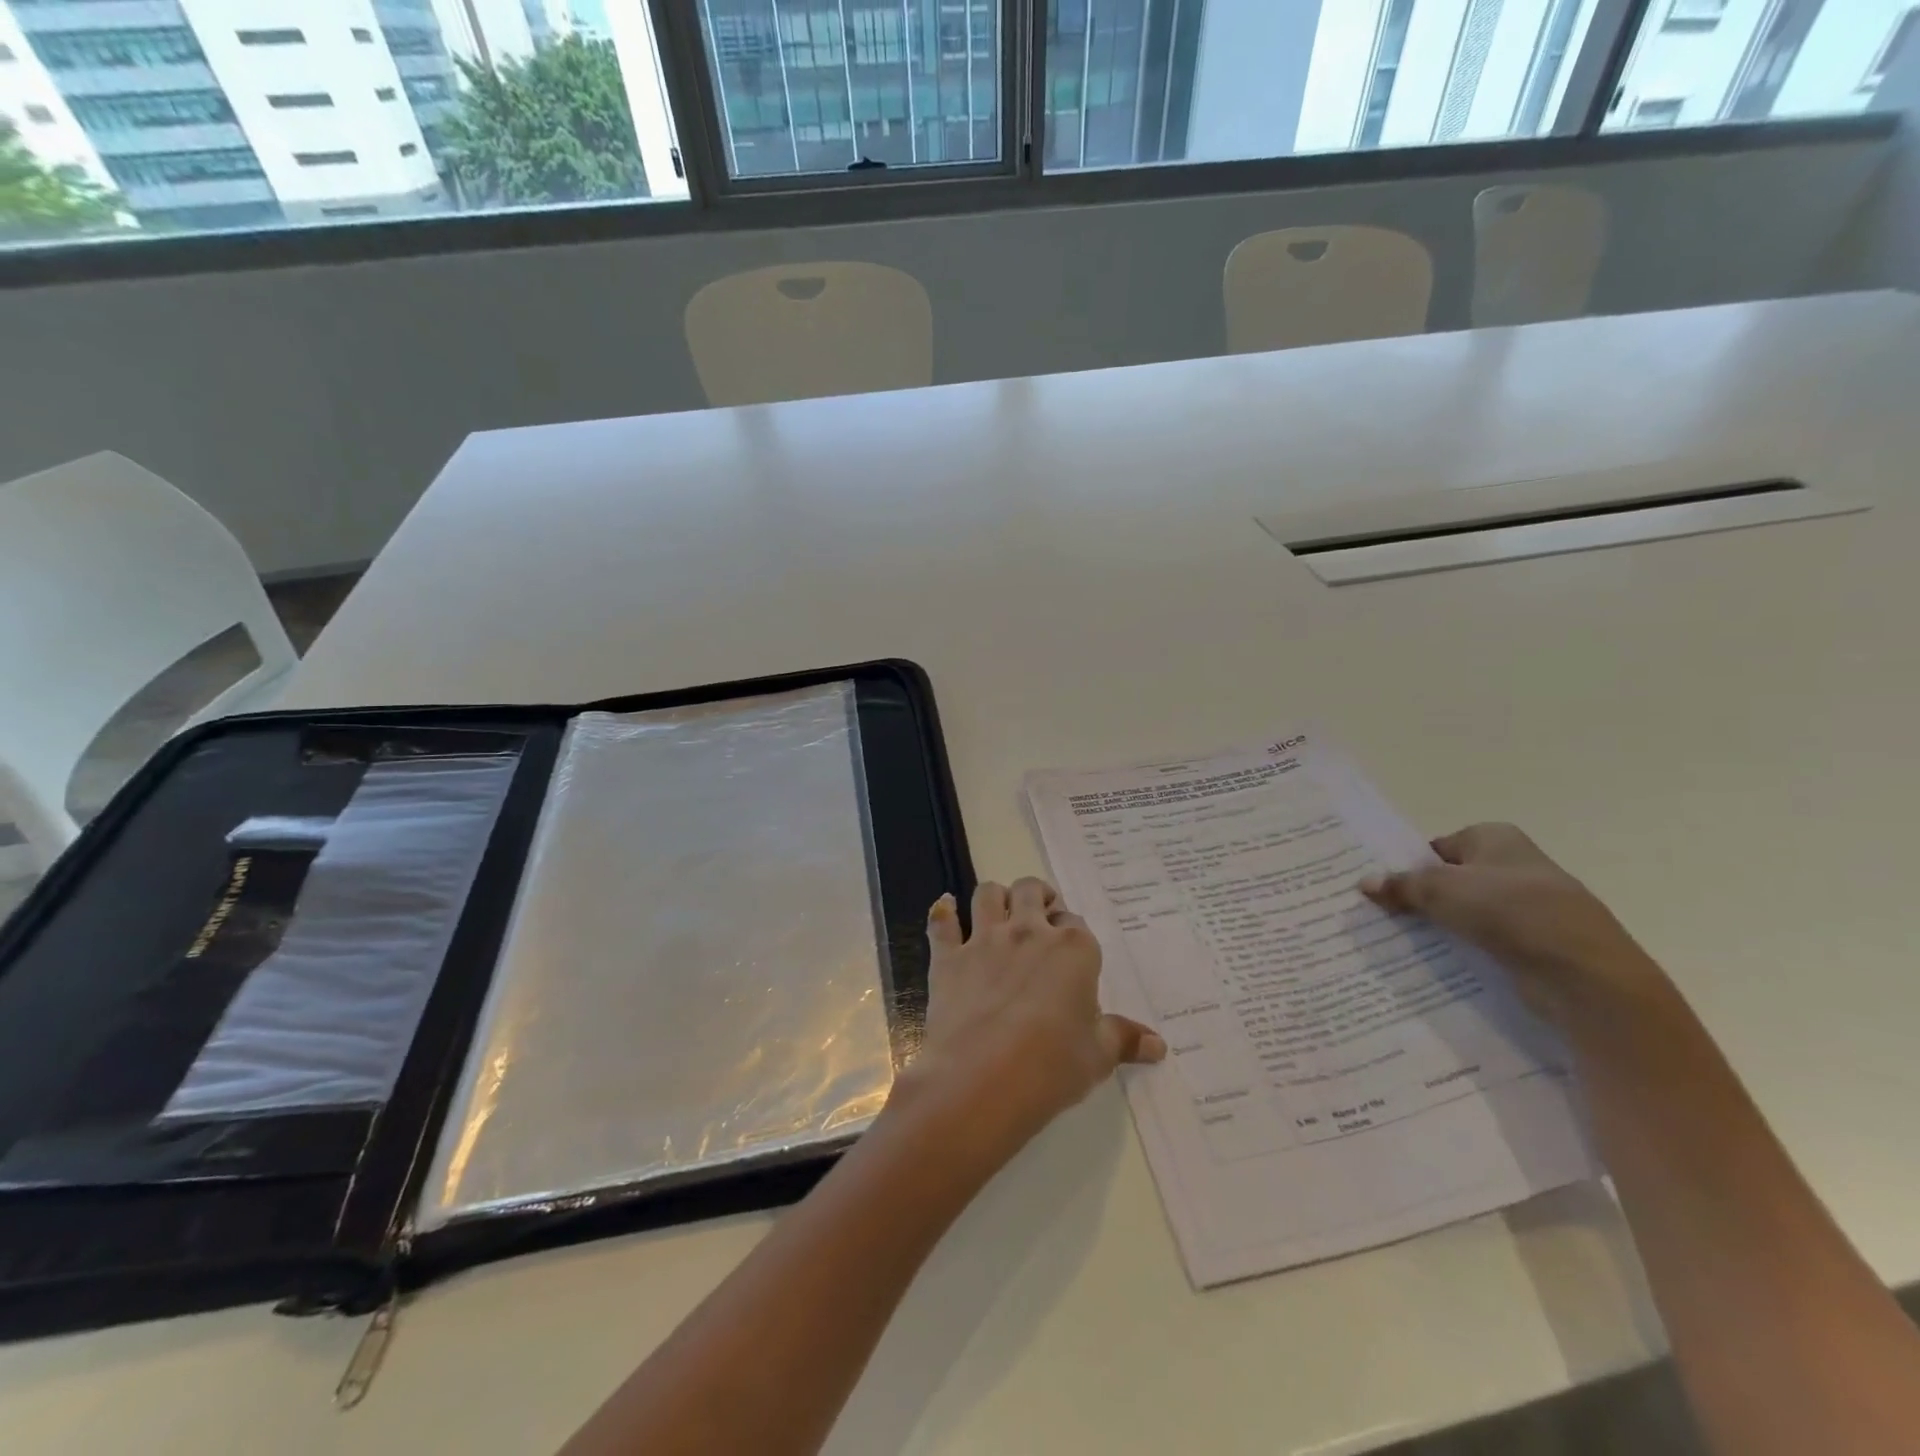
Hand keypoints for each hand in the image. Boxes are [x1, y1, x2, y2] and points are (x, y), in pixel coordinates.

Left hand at [891, 879, 1164, 1157]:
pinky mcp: (949, 956)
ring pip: (988, 893)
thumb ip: (1124, 1039)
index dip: (1072, 934)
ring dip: (996, 896)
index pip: (1076, 924)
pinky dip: (944, 912)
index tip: (1070, 950)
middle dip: (1037, 897)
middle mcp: (1029, 932)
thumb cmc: (1052, 1066)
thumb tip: (1158, 1045)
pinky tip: (946, 908)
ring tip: (1000, 911)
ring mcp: (985, 939)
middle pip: (1031, 891)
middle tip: (1039, 917)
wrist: (982, 1079)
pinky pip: (942, 921)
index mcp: (1073, 949)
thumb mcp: (1097, 1056)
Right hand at [1360, 823, 1666, 1027]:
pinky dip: (1463, 950)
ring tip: (1397, 940)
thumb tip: (1364, 883)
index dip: (1408, 865)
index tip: (1378, 886)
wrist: (1584, 974)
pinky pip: (1486, 942)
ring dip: (1439, 926)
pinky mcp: (1536, 946)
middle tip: (1377, 913)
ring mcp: (1529, 908)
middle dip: (1419, 897)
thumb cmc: (1509, 910)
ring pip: (1467, 914)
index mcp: (1495, 837)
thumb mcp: (1440, 889)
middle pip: (1451, 880)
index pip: (1438, 847)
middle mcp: (1514, 866)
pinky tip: (1435, 963)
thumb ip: (1401, 885)